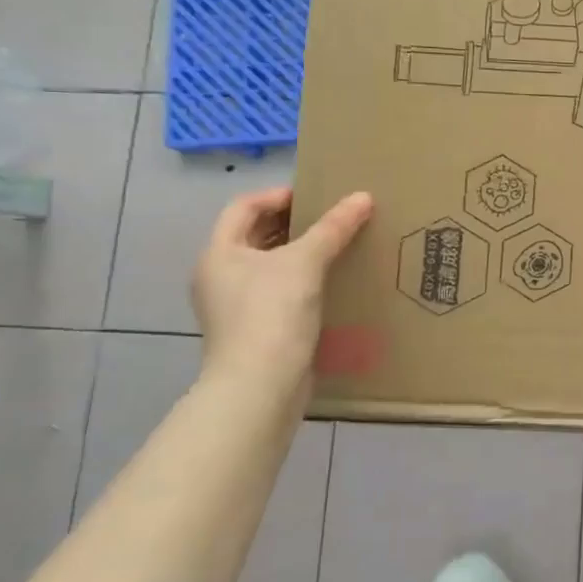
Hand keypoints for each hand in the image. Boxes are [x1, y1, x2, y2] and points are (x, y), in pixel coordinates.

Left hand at [192, 186, 373, 399]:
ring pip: (270, 265)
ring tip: (339, 245)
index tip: (317, 196)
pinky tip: (332, 282)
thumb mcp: (305, 262)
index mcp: (219, 253)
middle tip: (333, 217)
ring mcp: (235, 306)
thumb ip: (334, 228)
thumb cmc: (271, 313)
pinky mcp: (256, 330)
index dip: (278, 195)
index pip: (244, 207)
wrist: (260, 386)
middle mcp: (220, 276)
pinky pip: (280, 292)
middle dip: (293, 223)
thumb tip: (363, 196)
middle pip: (256, 235)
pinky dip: (303, 281)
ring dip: (301, 252)